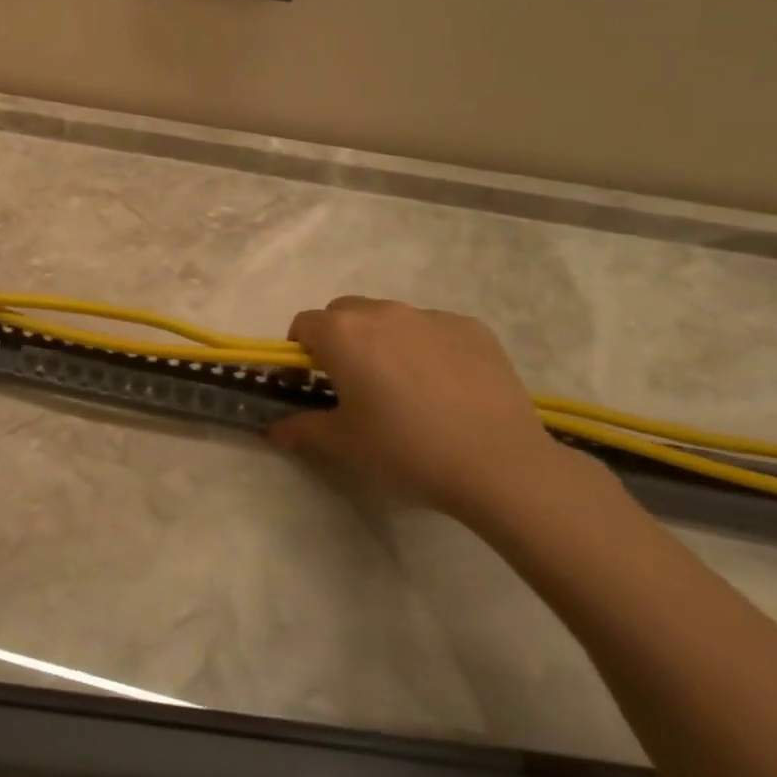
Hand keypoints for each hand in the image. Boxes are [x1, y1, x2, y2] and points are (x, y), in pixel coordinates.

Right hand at [270, 296, 566, 520]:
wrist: (501, 465)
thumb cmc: (406, 449)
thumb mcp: (344, 445)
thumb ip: (302, 429)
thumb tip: (275, 430)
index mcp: (342, 332)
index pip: (303, 325)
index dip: (300, 354)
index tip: (311, 385)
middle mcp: (381, 312)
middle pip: (345, 314)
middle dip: (340, 341)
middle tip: (355, 385)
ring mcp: (430, 316)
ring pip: (391, 319)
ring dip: (384, 341)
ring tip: (405, 389)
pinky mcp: (472, 329)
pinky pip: (435, 330)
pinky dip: (429, 349)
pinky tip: (447, 389)